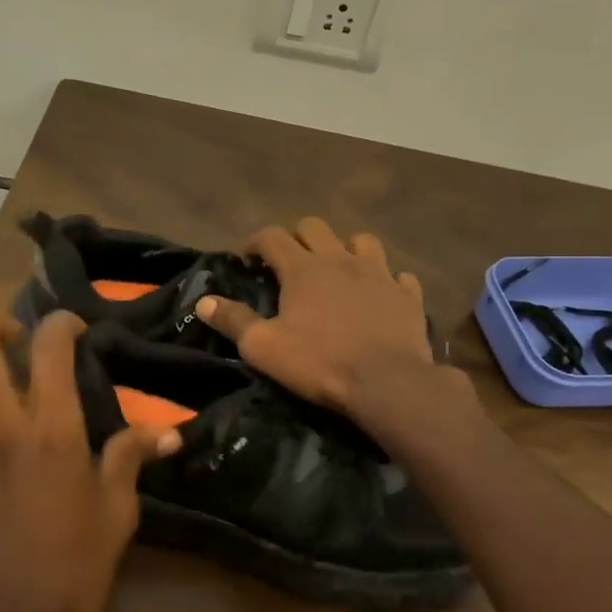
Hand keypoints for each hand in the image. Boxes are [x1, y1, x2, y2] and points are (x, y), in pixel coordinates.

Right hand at [198, 217, 441, 416]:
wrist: (387, 384)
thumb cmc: (319, 362)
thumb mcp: (263, 347)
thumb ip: (233, 321)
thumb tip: (204, 301)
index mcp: (302, 268)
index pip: (272, 236)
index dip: (256, 241)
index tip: (247, 256)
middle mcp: (340, 260)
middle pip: (316, 227)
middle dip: (298, 237)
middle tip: (290, 262)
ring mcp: (379, 274)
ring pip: (362, 242)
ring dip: (346, 250)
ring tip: (339, 271)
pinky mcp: (407, 295)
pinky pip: (398, 277)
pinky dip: (387, 281)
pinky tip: (381, 295)